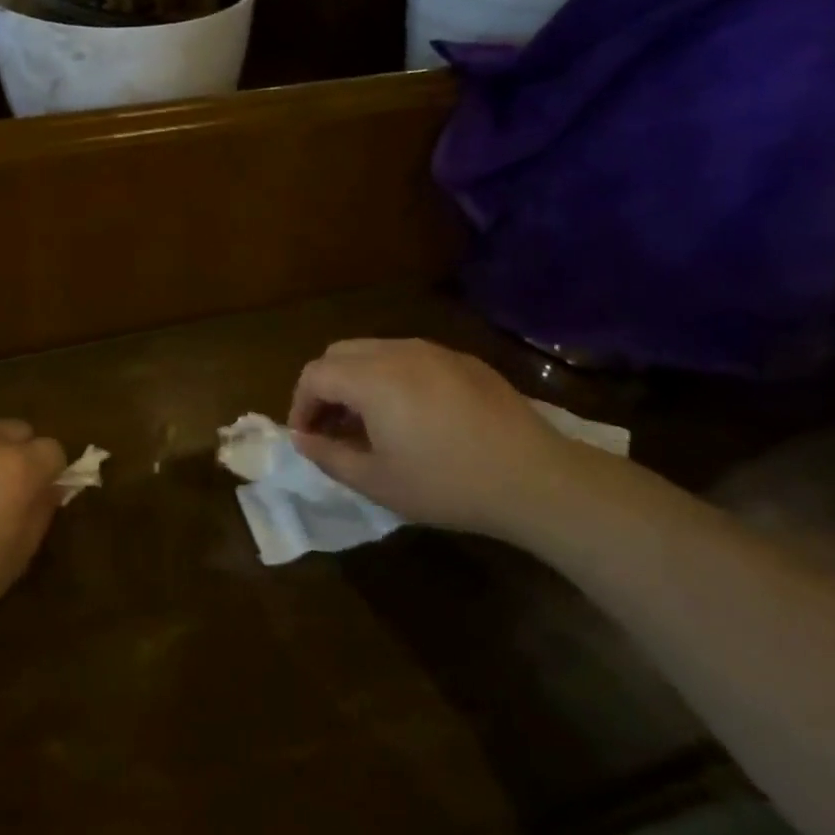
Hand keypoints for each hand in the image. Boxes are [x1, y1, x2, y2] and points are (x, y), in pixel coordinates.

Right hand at [288, 338, 579, 539]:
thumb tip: (301, 439)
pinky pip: (410, 357)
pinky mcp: (464, 360)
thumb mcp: (377, 481)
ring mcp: (435, 351)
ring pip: (375, 351)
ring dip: (358, 380)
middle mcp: (398, 351)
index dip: (300, 405)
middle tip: (332, 428)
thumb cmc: (446, 484)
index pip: (315, 374)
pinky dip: (392, 377)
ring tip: (370, 423)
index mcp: (372, 378)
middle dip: (325, 387)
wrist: (533, 479)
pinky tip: (413, 416)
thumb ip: (328, 456)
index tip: (308, 439)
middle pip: (340, 353)